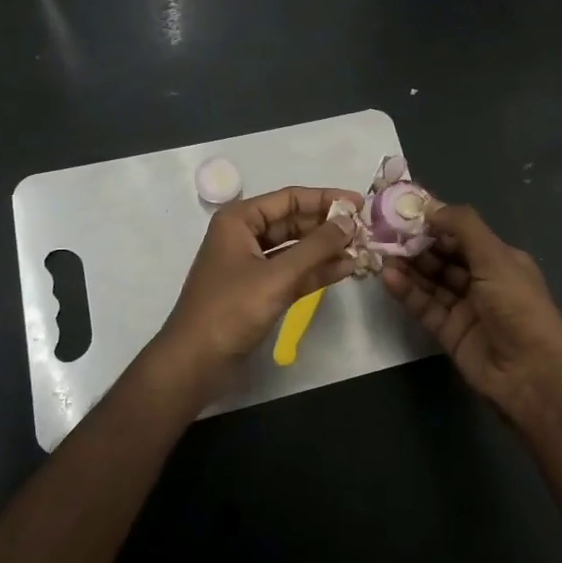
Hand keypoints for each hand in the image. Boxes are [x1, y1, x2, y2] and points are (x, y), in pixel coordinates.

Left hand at [150, 186, 359, 403]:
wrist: (195, 363)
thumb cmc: (231, 310)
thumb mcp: (277, 276)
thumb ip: (316, 247)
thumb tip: (349, 222)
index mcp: (240, 220)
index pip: (290, 199)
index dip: (326, 199)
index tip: (360, 203)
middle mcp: (245, 235)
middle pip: (294, 221)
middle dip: (328, 226)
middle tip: (366, 229)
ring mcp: (252, 264)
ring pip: (296, 248)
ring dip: (326, 249)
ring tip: (362, 249)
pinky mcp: (260, 290)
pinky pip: (294, 271)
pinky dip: (317, 270)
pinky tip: (346, 269)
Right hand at [381, 203, 561, 421]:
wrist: (531, 373)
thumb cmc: (518, 305)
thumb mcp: (495, 257)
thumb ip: (463, 227)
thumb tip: (431, 208)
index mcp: (499, 259)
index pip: (461, 234)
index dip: (435, 222)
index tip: (405, 211)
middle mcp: (482, 280)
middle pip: (443, 256)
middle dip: (416, 244)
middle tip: (385, 232)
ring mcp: (464, 307)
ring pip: (431, 281)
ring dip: (408, 266)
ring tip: (381, 253)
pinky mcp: (448, 332)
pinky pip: (424, 306)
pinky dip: (407, 291)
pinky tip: (389, 278)